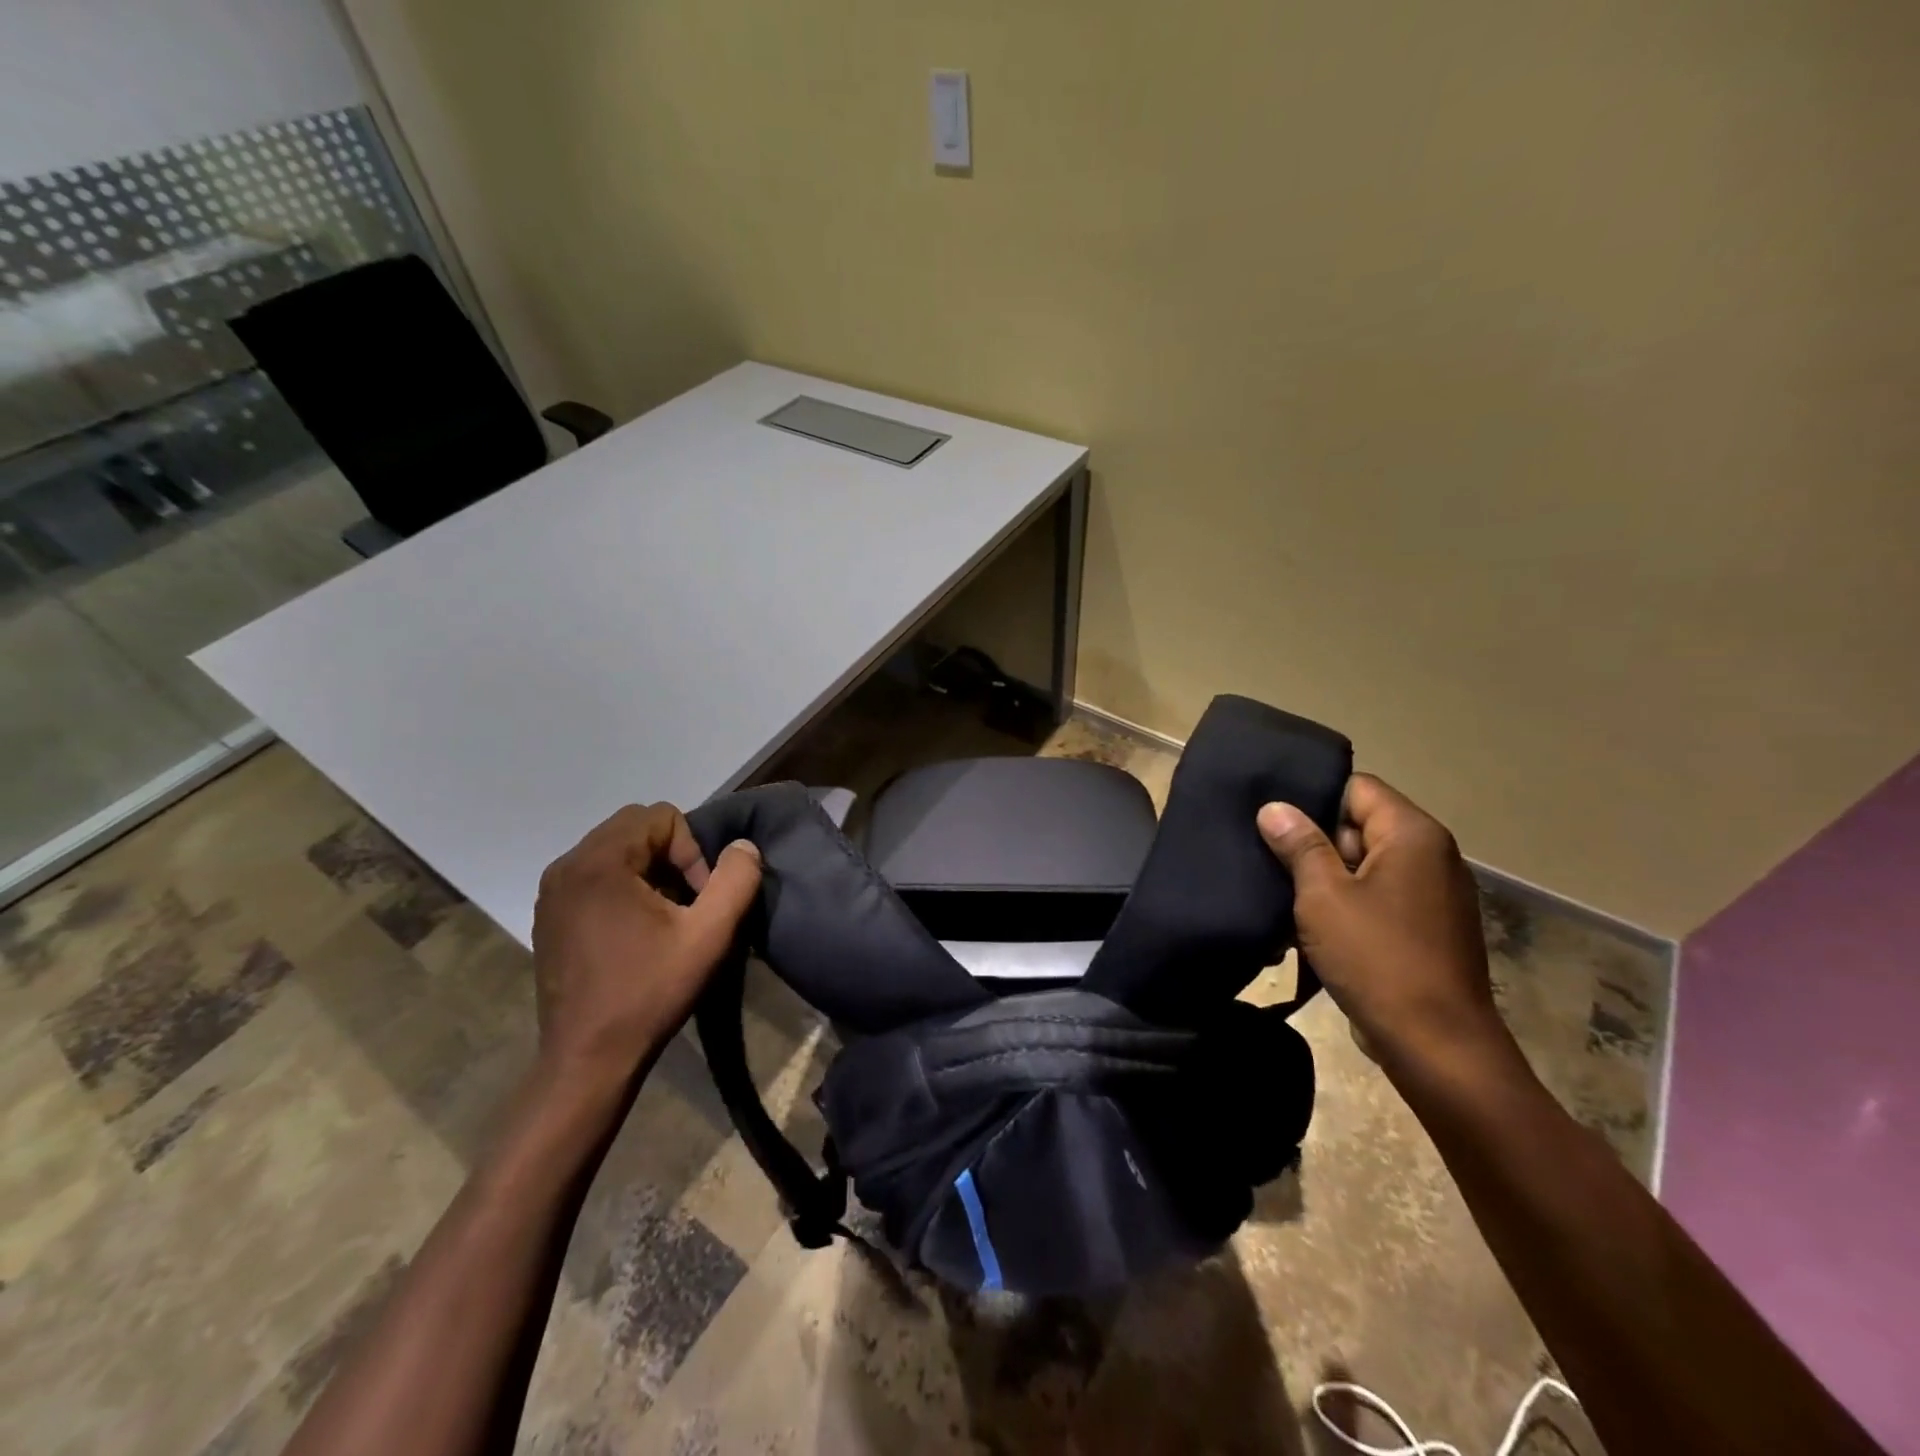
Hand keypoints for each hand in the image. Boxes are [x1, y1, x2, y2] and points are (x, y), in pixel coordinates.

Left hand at [531, 803, 760, 1086]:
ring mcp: (551, 892)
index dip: (691, 851)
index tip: (696, 899)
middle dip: (671, 856)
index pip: (660, 816)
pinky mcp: (548, 915)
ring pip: (614, 850)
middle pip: (634, 827)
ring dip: (648, 871)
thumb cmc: (649, 992)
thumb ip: (736, 880)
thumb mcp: (710, 935)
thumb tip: (743, 847)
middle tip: (684, 904)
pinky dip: (623, 887)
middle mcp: (567, 866)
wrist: (587, 1059)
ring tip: (663, 918)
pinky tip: (634, 932)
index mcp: (599, 862)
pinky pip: (594, 875)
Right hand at [1256, 775, 1503, 1062]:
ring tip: (1279, 896)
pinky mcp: (1425, 929)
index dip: (1312, 798)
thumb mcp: (1323, 896)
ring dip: (1324, 881)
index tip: (1272, 820)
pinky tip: (1306, 929)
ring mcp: (1431, 895)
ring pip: (1362, 867)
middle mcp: (1430, 856)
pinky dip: (1344, 908)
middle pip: (1358, 826)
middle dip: (1313, 843)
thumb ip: (1299, 845)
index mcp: (1412, 835)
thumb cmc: (1377, 958)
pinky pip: (1376, 900)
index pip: (1356, 788)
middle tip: (1265, 858)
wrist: (1437, 1047)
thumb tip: (1275, 807)